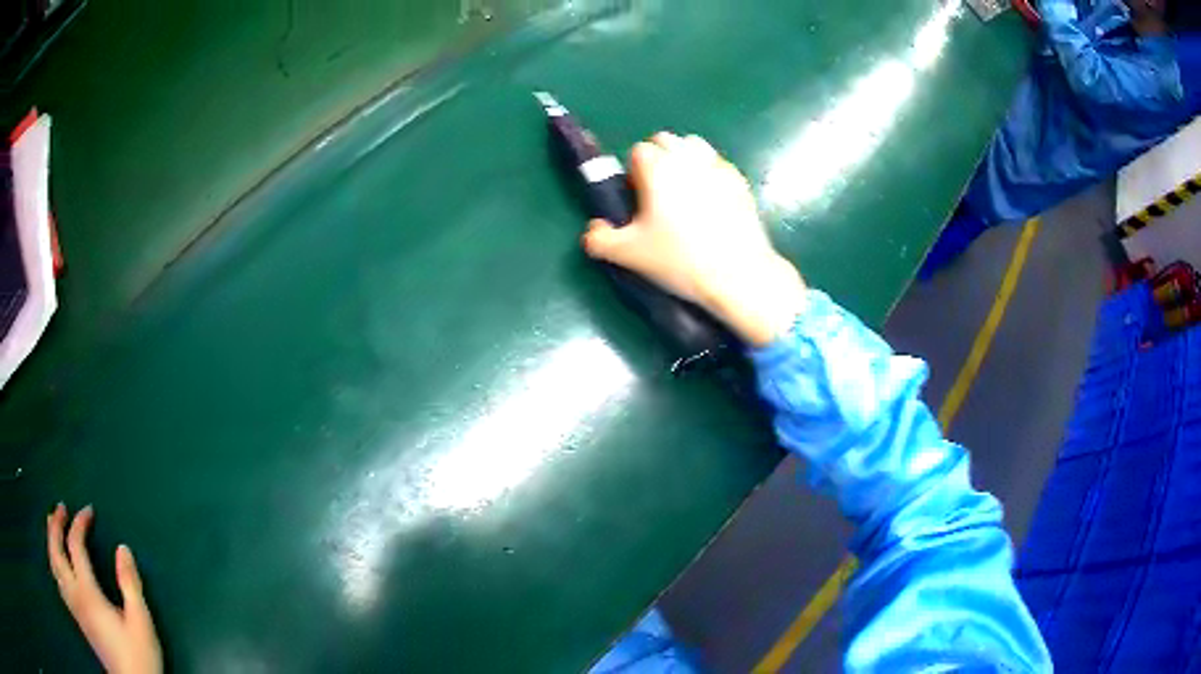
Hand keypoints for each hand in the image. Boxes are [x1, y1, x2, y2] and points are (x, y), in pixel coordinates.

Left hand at [47, 504, 161, 673]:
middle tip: (60, 508)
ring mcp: (73, 606)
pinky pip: (57, 581)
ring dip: (50, 540)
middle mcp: (74, 593)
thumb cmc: (138, 657)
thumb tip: (123, 549)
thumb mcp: (141, 623)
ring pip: (53, 564)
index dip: (80, 523)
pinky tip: (57, 564)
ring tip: (53, 526)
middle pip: (55, 549)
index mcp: (88, 591)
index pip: (76, 545)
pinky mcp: (76, 617)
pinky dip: (53, 563)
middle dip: (55, 524)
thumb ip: (130, 585)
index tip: (88, 511)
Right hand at [582, 132, 806, 346]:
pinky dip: (710, 175)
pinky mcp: (740, 181)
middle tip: (658, 196)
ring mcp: (718, 166)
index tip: (637, 200)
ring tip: (686, 194)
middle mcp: (687, 157)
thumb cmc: (679, 259)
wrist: (737, 274)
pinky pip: (718, 165)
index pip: (637, 151)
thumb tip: (593, 230)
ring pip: (694, 147)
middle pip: (665, 140)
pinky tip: (713, 205)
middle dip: (658, 160)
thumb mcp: (628, 255)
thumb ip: (600, 239)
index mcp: (657, 167)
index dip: (633, 174)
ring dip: (684, 160)